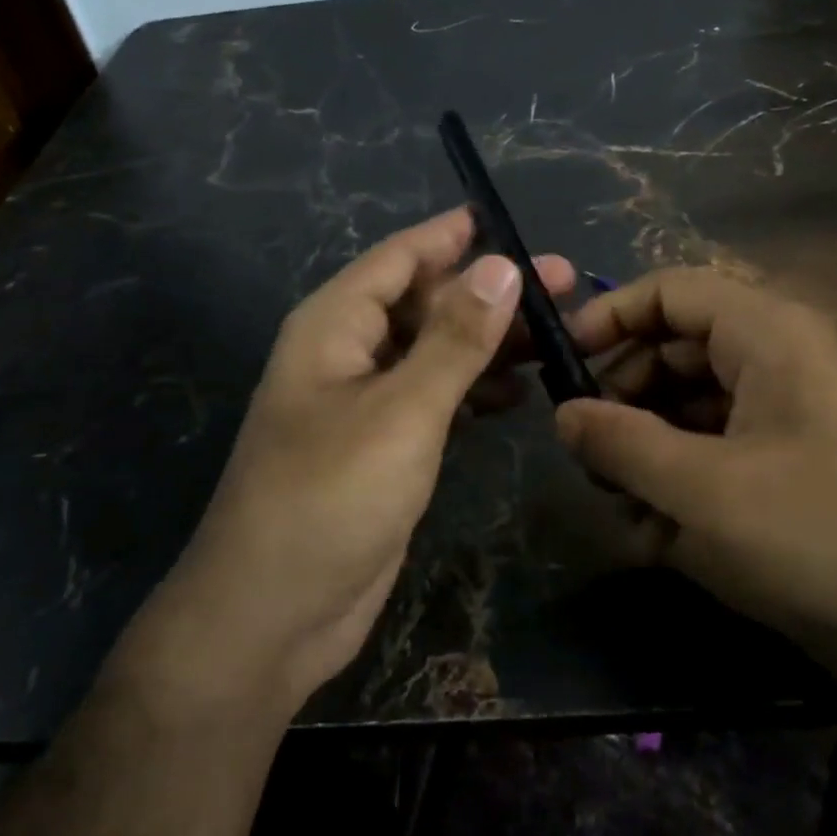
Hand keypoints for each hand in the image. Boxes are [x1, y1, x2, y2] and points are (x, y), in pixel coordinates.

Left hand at [130, 208, 572, 712]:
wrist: (272, 615)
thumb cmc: (330, 497)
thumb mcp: (402, 410)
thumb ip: (455, 338)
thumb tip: (503, 265)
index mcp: (335, 325)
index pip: (399, 258)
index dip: (452, 235)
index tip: (510, 220)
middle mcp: (347, 353)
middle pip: (425, 302)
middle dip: (489, 291)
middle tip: (564, 284)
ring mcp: (364, 402)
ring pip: (434, 350)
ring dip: (488, 340)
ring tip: (556, 335)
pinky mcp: (382, 446)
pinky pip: (433, 396)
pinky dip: (472, 388)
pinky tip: (515, 392)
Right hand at [556, 269, 836, 686]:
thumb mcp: (708, 490)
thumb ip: (624, 445)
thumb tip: (564, 414)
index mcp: (765, 334)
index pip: (669, 291)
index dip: (609, 317)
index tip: (561, 365)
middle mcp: (778, 361)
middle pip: (675, 352)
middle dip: (623, 400)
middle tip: (587, 455)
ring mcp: (792, 416)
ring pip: (695, 411)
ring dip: (651, 453)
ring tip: (622, 510)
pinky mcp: (801, 468)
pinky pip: (725, 455)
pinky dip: (688, 486)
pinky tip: (662, 539)